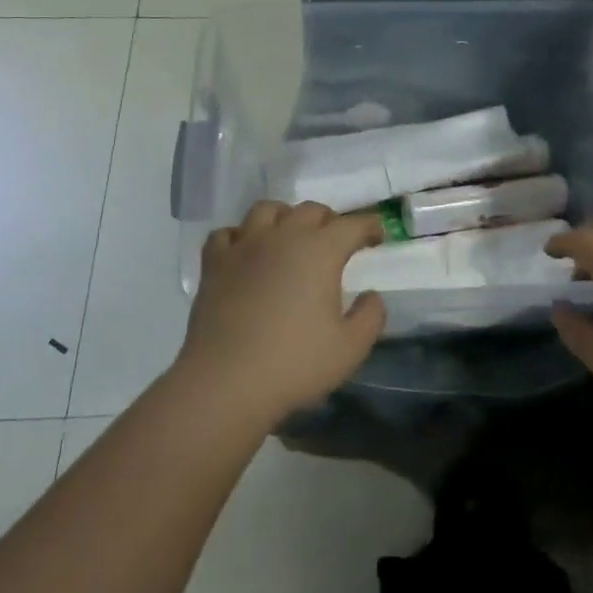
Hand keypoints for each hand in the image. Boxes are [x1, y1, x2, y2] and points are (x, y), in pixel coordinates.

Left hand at [180, 201, 386, 419]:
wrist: (225, 382)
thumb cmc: (295, 364)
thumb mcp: (351, 348)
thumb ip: (370, 315)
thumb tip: (371, 295)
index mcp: (320, 251)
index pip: (353, 225)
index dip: (370, 226)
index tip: (378, 236)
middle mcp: (283, 237)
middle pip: (310, 210)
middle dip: (330, 220)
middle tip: (336, 241)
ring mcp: (244, 247)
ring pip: (266, 210)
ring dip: (285, 217)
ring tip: (290, 236)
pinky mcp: (214, 264)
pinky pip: (227, 234)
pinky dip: (241, 237)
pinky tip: (246, 252)